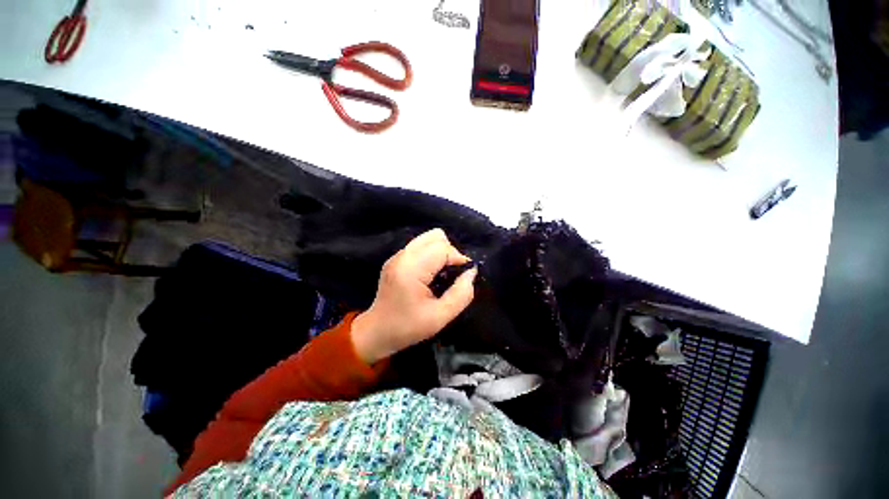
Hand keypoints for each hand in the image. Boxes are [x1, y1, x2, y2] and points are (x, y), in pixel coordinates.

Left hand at [351, 229, 477, 363]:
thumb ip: (462, 294)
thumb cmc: (407, 327)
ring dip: (441, 251)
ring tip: (442, 273)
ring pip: (428, 238)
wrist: (376, 332)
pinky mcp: (396, 258)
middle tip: (452, 274)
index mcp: (411, 269)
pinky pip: (421, 246)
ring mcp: (397, 255)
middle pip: (436, 236)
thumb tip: (471, 272)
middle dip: (450, 252)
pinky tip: (430, 273)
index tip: (464, 275)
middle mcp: (403, 256)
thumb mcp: (440, 317)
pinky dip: (432, 254)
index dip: (459, 258)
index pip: (442, 248)